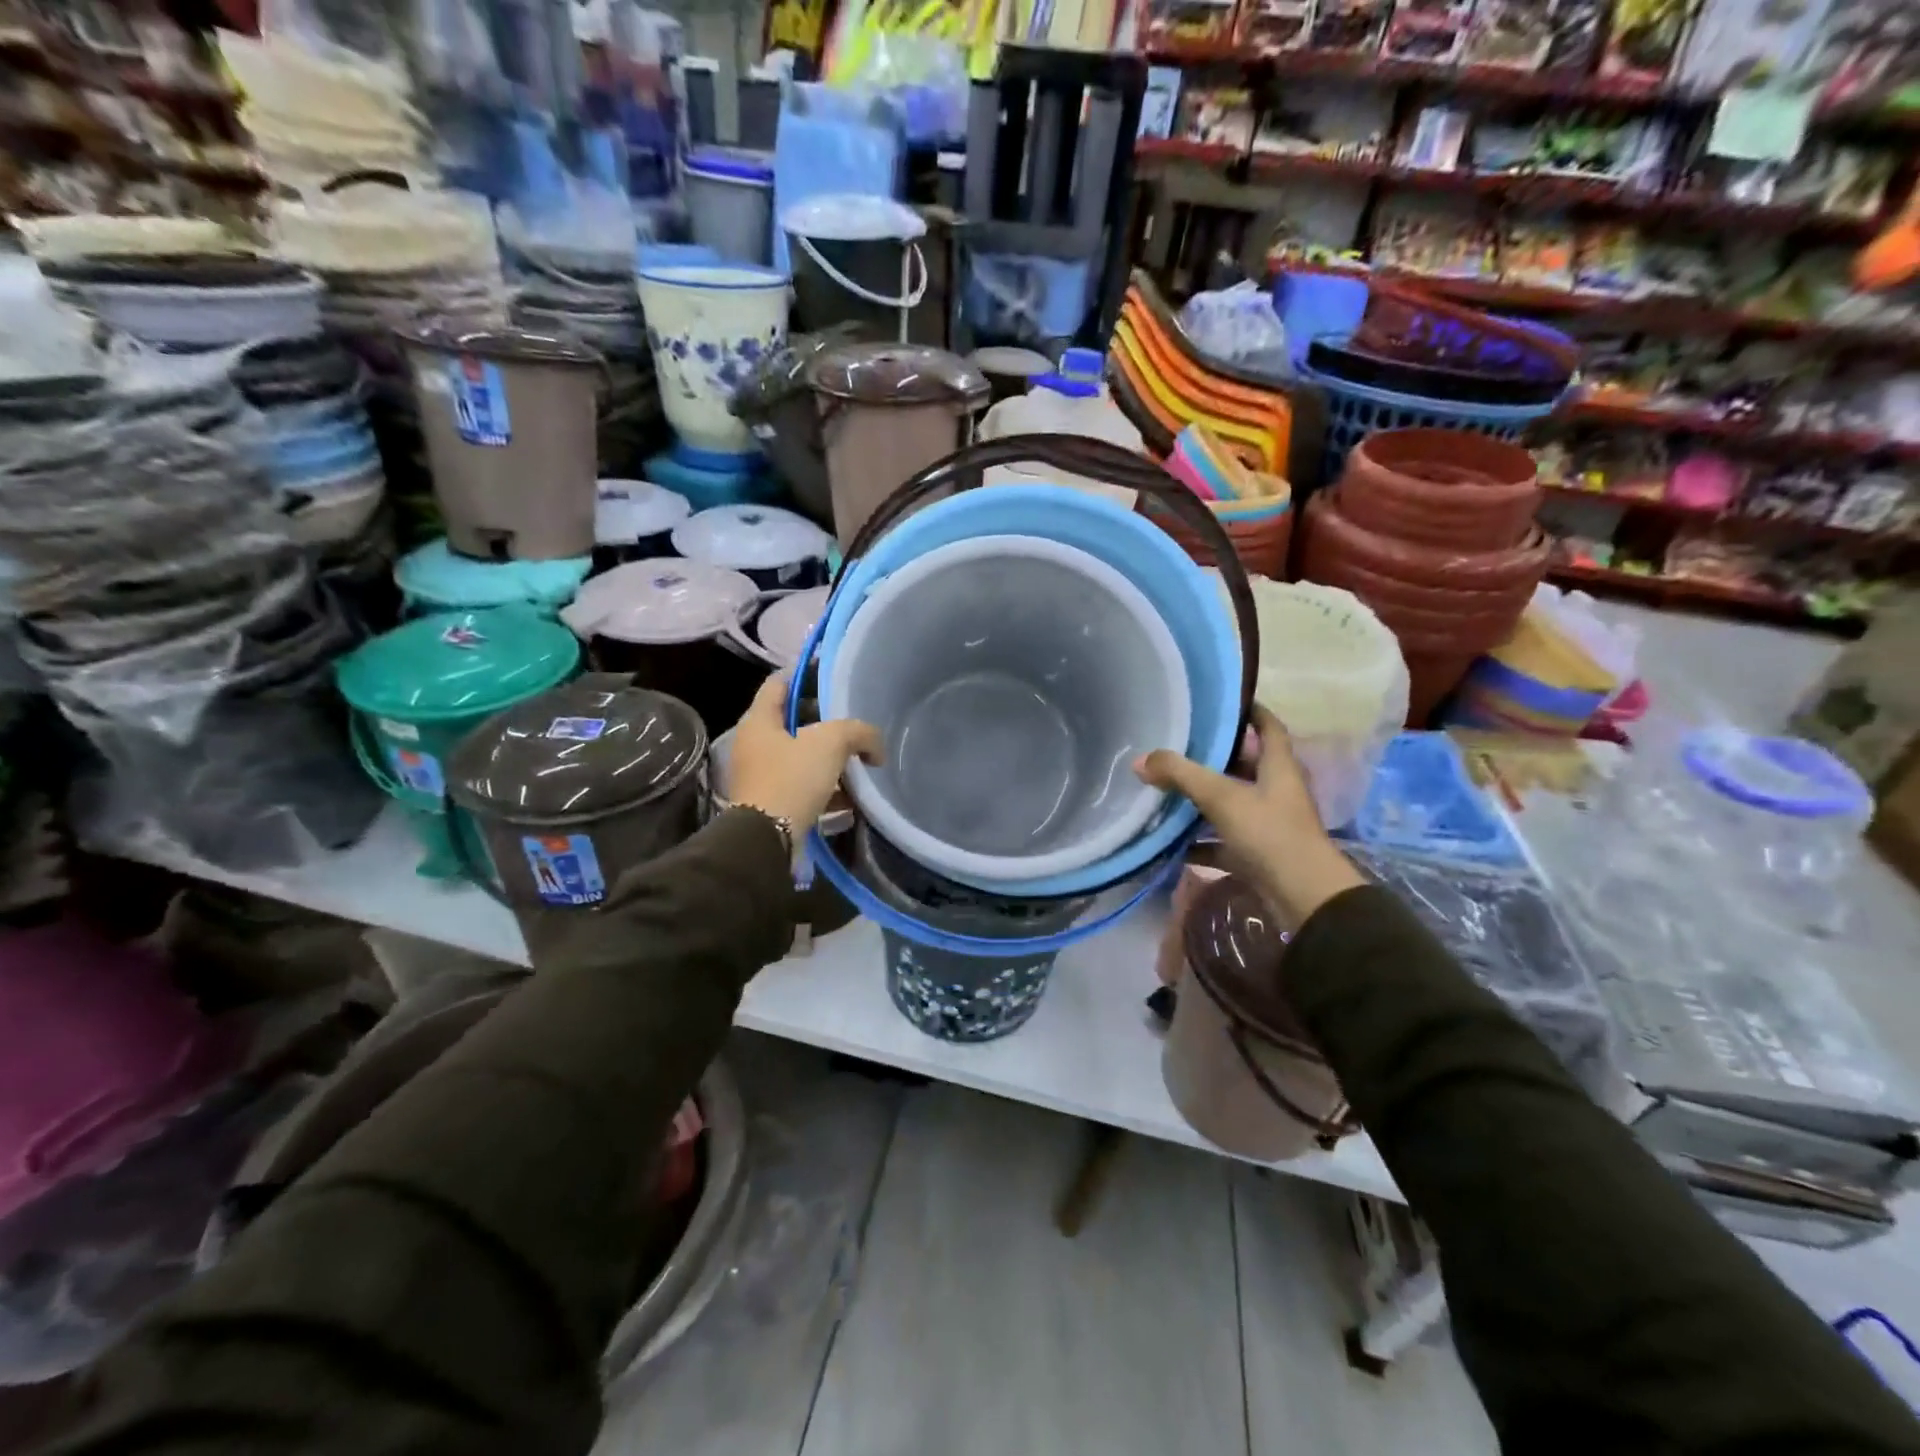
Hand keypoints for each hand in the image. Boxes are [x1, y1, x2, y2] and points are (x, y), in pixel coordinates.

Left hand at [729, 673, 881, 835]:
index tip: (831, 677)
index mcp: (759, 721)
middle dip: (825, 723)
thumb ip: (859, 733)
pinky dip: (826, 787)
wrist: (768, 839)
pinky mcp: (772, 803)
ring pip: (801, 756)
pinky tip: (852, 795)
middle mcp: (754, 745)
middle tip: (854, 723)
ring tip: (859, 761)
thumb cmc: (792, 779)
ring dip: (828, 758)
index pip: (778, 684)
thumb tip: (875, 748)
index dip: (804, 675)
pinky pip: (804, 786)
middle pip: (793, 722)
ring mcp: (761, 775)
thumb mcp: (831, 742)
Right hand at [1134, 704, 1363, 928]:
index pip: (1269, 727)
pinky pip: (1223, 842)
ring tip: (1166, 789)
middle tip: (1179, 746)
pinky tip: (1172, 844)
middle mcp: (1277, 791)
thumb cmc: (1270, 834)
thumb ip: (1181, 775)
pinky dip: (1200, 842)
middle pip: (1245, 765)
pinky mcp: (1259, 855)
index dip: (1250, 710)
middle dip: (1215, 756)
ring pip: (1232, 804)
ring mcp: (1269, 825)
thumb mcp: (1222, 798)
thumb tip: (1141, 759)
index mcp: (1279, 767)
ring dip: (1203, 800)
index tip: (1222, 700)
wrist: (1304, 899)